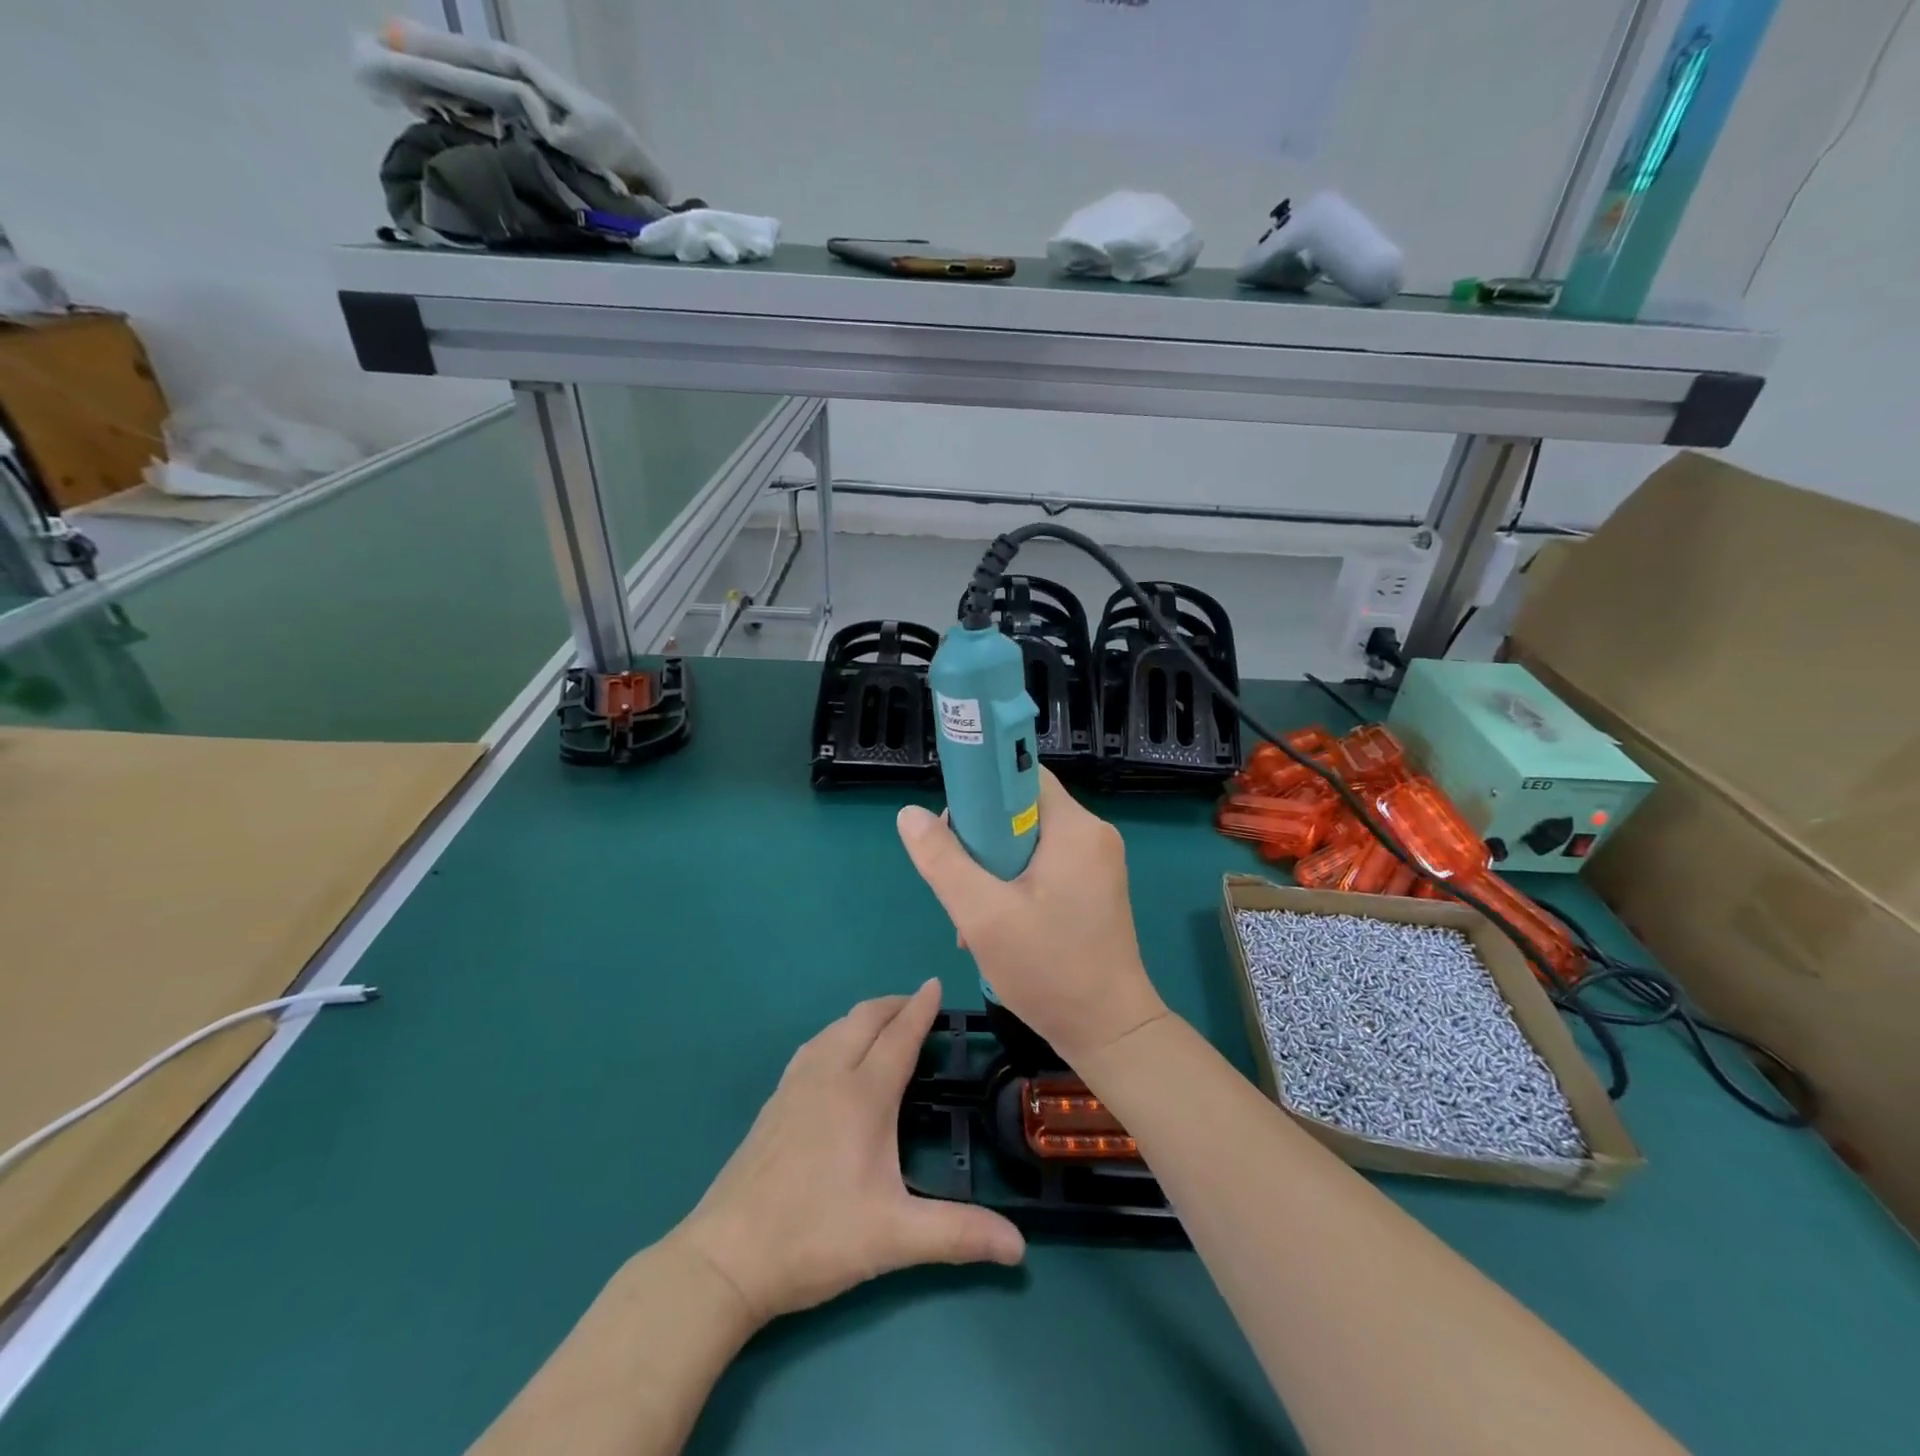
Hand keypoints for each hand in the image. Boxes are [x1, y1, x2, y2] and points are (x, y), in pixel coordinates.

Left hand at [674, 980, 1023, 1326]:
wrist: (726, 1257)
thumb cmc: (815, 1237)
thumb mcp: (894, 1239)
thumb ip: (959, 1235)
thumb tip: (1020, 1249)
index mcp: (863, 1095)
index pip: (899, 1036)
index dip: (921, 1008)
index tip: (936, 983)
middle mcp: (829, 1076)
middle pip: (864, 1019)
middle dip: (894, 1004)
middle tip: (919, 1004)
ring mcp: (795, 1085)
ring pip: (835, 1028)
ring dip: (864, 1016)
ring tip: (884, 1025)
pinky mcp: (774, 1102)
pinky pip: (813, 1046)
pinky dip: (837, 1033)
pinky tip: (834, 1055)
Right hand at [896, 769, 1168, 1067]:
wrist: (1110, 1033)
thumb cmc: (1049, 969)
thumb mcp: (983, 915)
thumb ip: (943, 861)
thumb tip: (908, 814)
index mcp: (1075, 827)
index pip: (1020, 775)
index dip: (980, 791)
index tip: (954, 830)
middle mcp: (1092, 834)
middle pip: (1020, 810)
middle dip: (981, 841)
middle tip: (959, 882)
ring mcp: (1097, 863)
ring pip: (1028, 842)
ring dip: (993, 869)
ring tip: (973, 913)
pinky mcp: (1095, 889)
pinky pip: (1045, 866)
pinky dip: (1015, 884)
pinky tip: (997, 923)